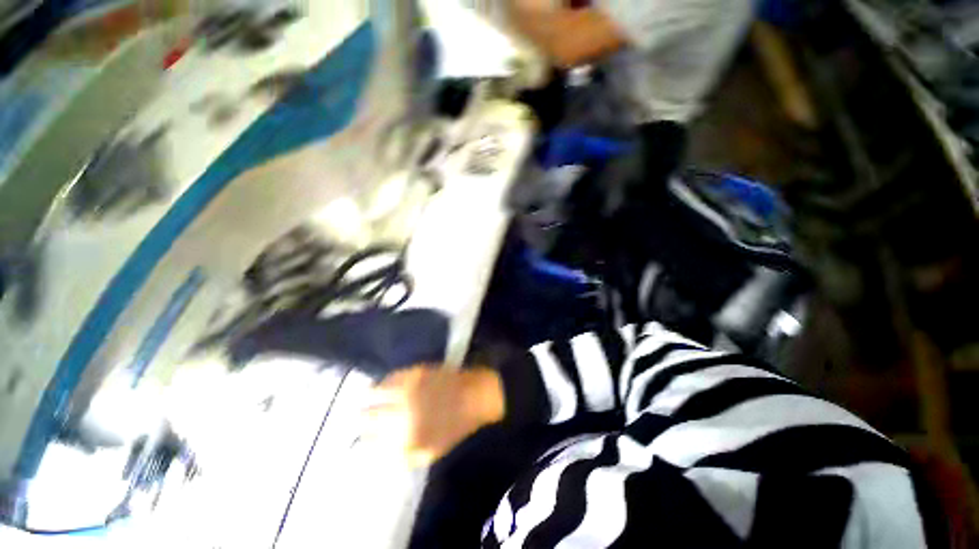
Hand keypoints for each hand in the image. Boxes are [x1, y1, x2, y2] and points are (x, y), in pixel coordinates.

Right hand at [362, 366, 504, 467]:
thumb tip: (375, 453)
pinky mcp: (415, 373)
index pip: (370, 441)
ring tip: (361, 398)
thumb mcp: (429, 454)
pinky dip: (383, 381)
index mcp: (404, 439)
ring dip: (365, 397)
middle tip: (355, 416)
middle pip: (367, 417)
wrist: (475, 397)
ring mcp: (407, 391)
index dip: (362, 438)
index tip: (358, 435)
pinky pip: (390, 377)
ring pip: (373, 394)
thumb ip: (401, 456)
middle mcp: (401, 415)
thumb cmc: (455, 428)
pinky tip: (382, 383)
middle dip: (359, 418)